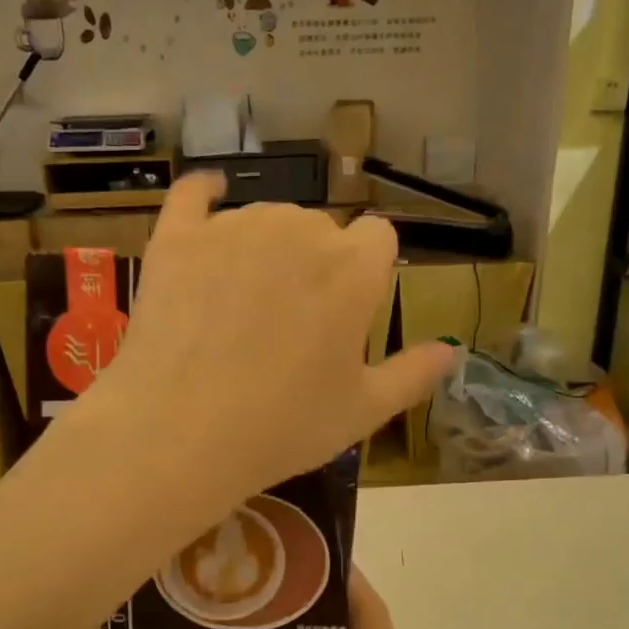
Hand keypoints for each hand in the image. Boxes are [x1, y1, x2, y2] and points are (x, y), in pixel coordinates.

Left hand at [86, 173, 453, 505]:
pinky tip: (209, 198)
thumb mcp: (362, 411)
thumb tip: (451, 351)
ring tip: (244, 306)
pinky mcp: (177, 237)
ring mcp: (233, 228)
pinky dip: (204, 196)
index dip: (368, 273)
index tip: (350, 312)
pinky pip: (193, 194)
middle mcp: (298, 231)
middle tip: (292, 325)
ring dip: (267, 247)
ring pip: (265, 218)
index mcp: (353, 267)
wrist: (179, 433)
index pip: (379, 238)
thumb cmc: (282, 427)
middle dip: (316, 264)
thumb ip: (413, 374)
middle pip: (321, 229)